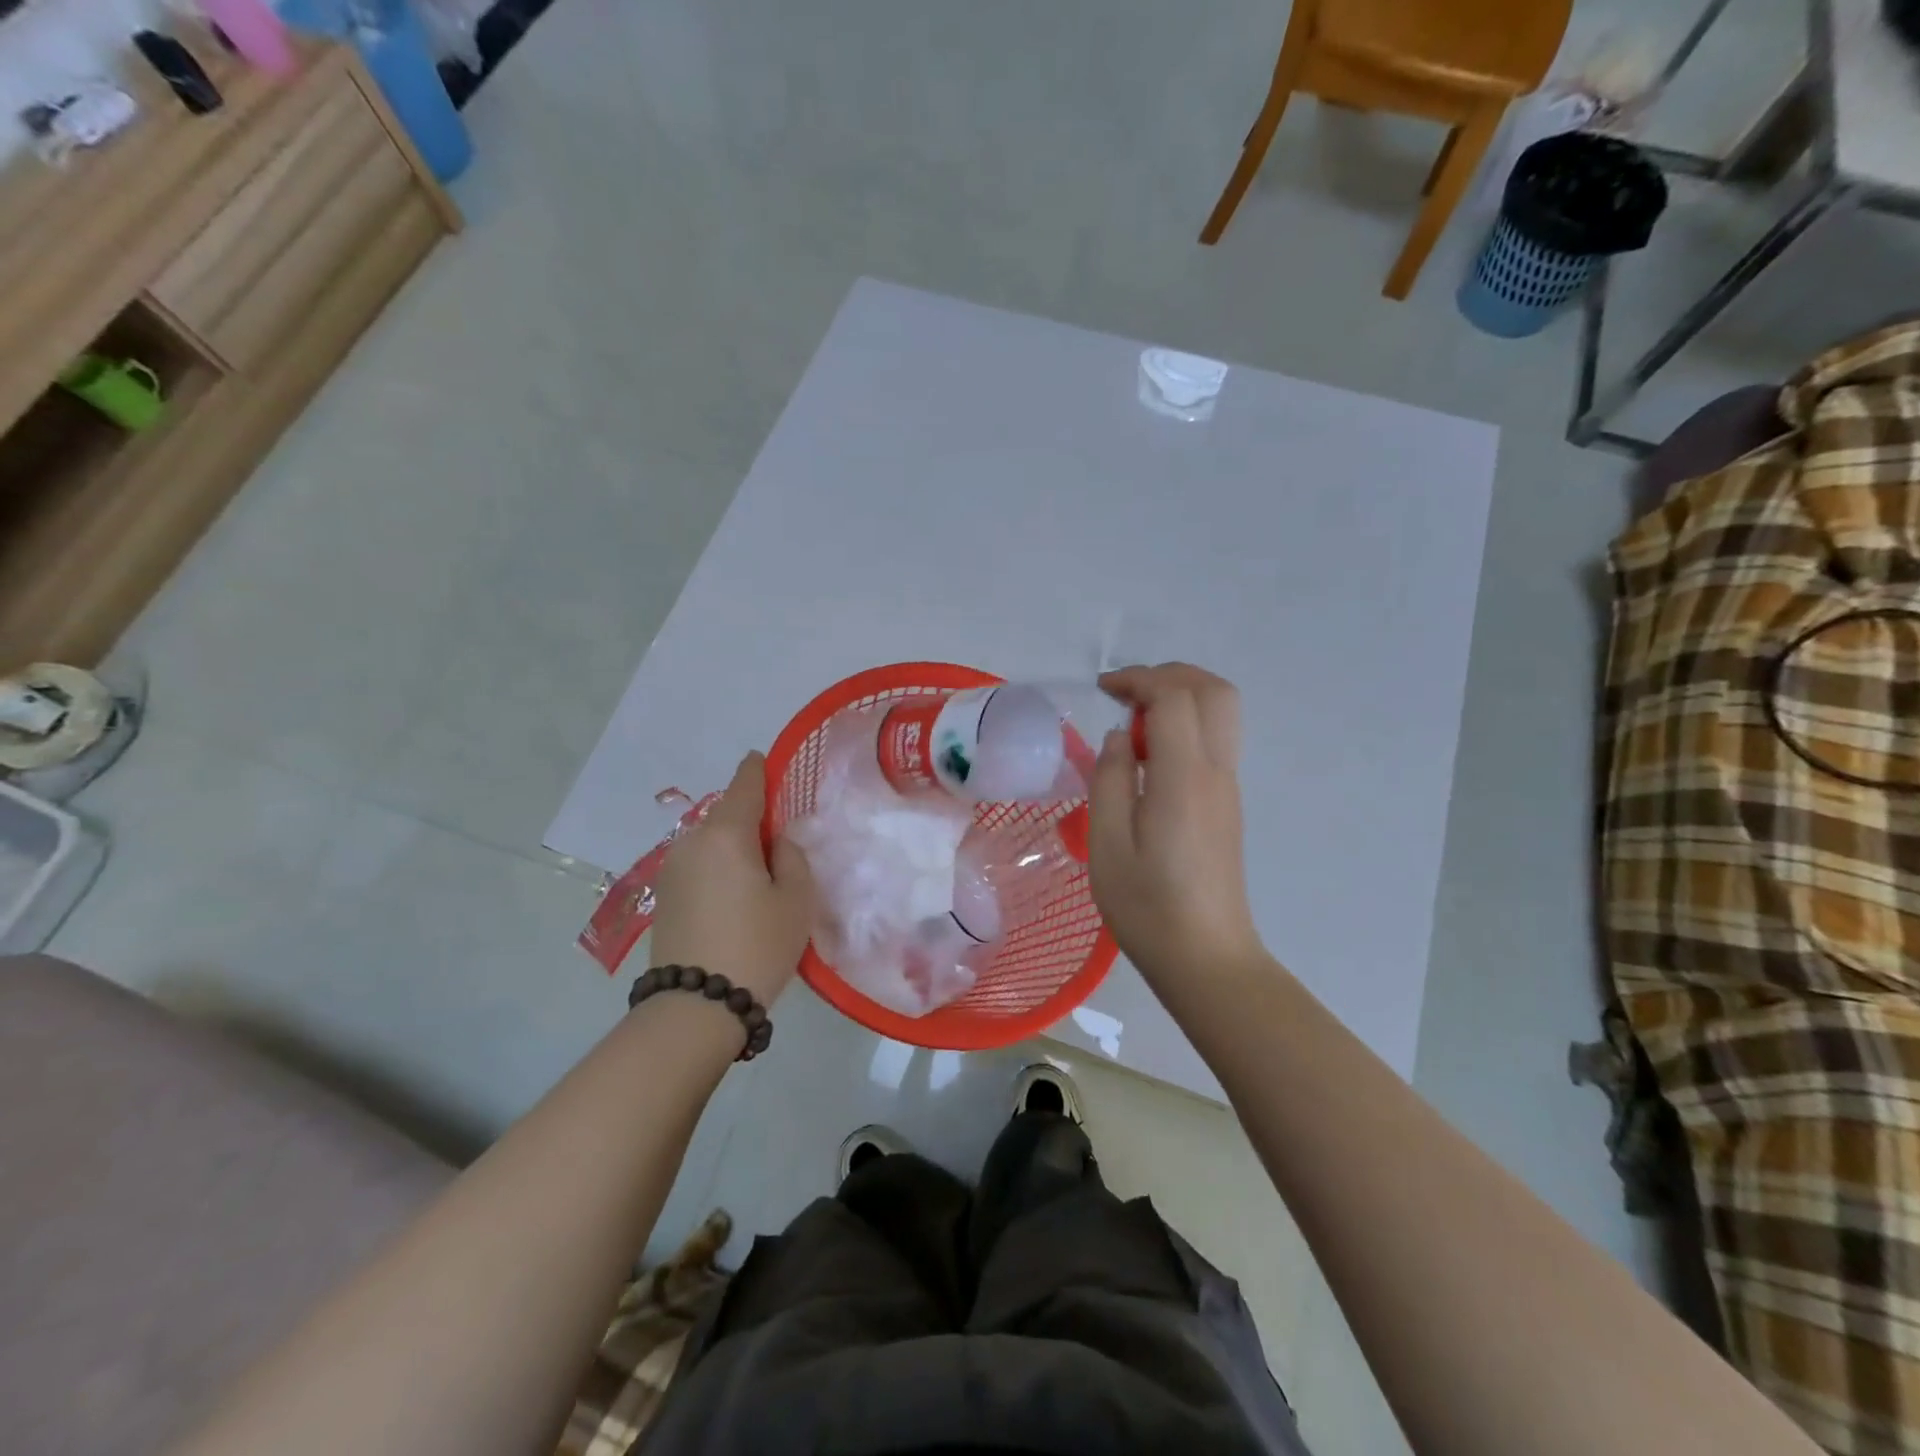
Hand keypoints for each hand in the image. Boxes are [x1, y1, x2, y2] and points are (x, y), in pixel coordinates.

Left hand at [649, 752, 814, 1004]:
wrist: (695, 1007)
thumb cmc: (757, 945)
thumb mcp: (796, 899)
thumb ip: (792, 856)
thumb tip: (776, 842)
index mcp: (726, 833)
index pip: (745, 783)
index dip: (760, 769)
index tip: (768, 762)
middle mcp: (692, 841)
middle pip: (727, 814)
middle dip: (752, 819)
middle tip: (781, 844)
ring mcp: (672, 869)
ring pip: (711, 842)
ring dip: (734, 847)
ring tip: (760, 877)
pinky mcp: (663, 896)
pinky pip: (699, 865)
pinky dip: (718, 868)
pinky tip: (735, 897)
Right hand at [1089, 664, 1265, 989]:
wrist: (1206, 957)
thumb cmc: (1147, 906)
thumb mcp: (1107, 844)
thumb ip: (1110, 779)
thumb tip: (1122, 737)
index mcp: (1184, 779)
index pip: (1175, 697)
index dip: (1139, 679)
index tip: (1103, 690)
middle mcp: (1216, 772)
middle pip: (1214, 691)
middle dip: (1169, 675)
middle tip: (1125, 694)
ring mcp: (1228, 787)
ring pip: (1221, 712)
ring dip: (1180, 698)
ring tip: (1135, 724)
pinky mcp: (1227, 804)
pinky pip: (1215, 740)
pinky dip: (1185, 725)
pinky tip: (1150, 757)